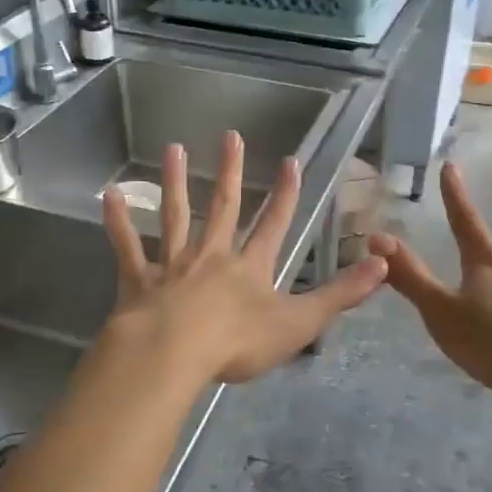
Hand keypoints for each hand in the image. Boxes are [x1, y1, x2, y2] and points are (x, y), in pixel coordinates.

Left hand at [100, 132, 386, 387]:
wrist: (173, 354)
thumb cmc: (237, 342)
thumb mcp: (298, 322)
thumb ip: (339, 295)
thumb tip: (383, 265)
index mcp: (249, 267)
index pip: (274, 223)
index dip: (285, 194)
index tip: (291, 161)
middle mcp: (212, 255)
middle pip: (224, 207)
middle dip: (231, 172)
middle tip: (231, 136)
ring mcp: (173, 264)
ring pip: (176, 215)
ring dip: (176, 182)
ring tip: (174, 148)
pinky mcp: (139, 279)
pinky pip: (128, 246)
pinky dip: (118, 221)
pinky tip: (108, 194)